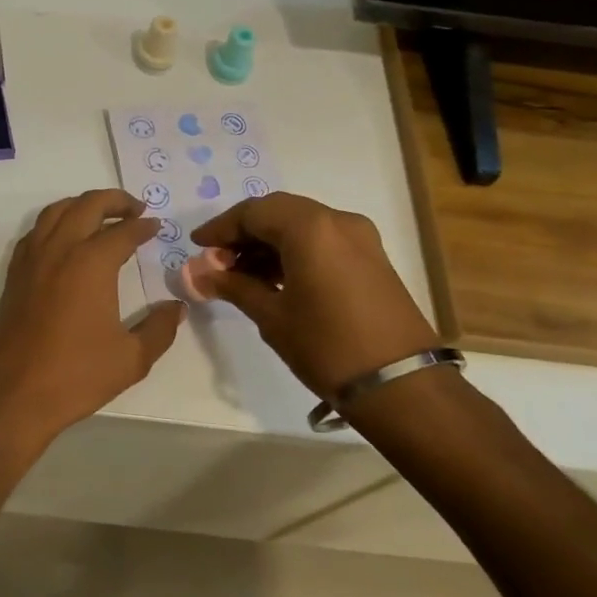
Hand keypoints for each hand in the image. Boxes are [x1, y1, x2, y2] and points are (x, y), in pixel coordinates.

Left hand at [0, 190, 185, 439]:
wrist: (12, 395)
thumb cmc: (75, 376)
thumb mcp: (131, 358)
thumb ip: (159, 329)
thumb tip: (177, 307)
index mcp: (91, 263)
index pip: (122, 232)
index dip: (143, 226)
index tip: (156, 227)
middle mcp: (59, 250)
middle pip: (87, 206)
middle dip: (114, 201)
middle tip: (135, 208)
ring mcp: (31, 260)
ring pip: (56, 211)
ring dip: (82, 204)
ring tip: (101, 215)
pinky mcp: (14, 275)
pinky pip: (35, 231)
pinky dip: (55, 222)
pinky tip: (65, 240)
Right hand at [190, 193, 439, 399]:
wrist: (400, 384)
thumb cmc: (327, 346)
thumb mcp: (272, 316)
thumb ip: (234, 286)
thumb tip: (200, 273)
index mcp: (310, 228)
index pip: (253, 212)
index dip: (221, 227)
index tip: (197, 245)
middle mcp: (337, 220)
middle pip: (278, 212)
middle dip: (244, 233)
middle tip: (217, 260)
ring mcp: (359, 237)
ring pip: (301, 224)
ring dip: (268, 242)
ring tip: (240, 274)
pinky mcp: (371, 256)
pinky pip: (322, 239)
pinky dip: (293, 250)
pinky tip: (274, 278)